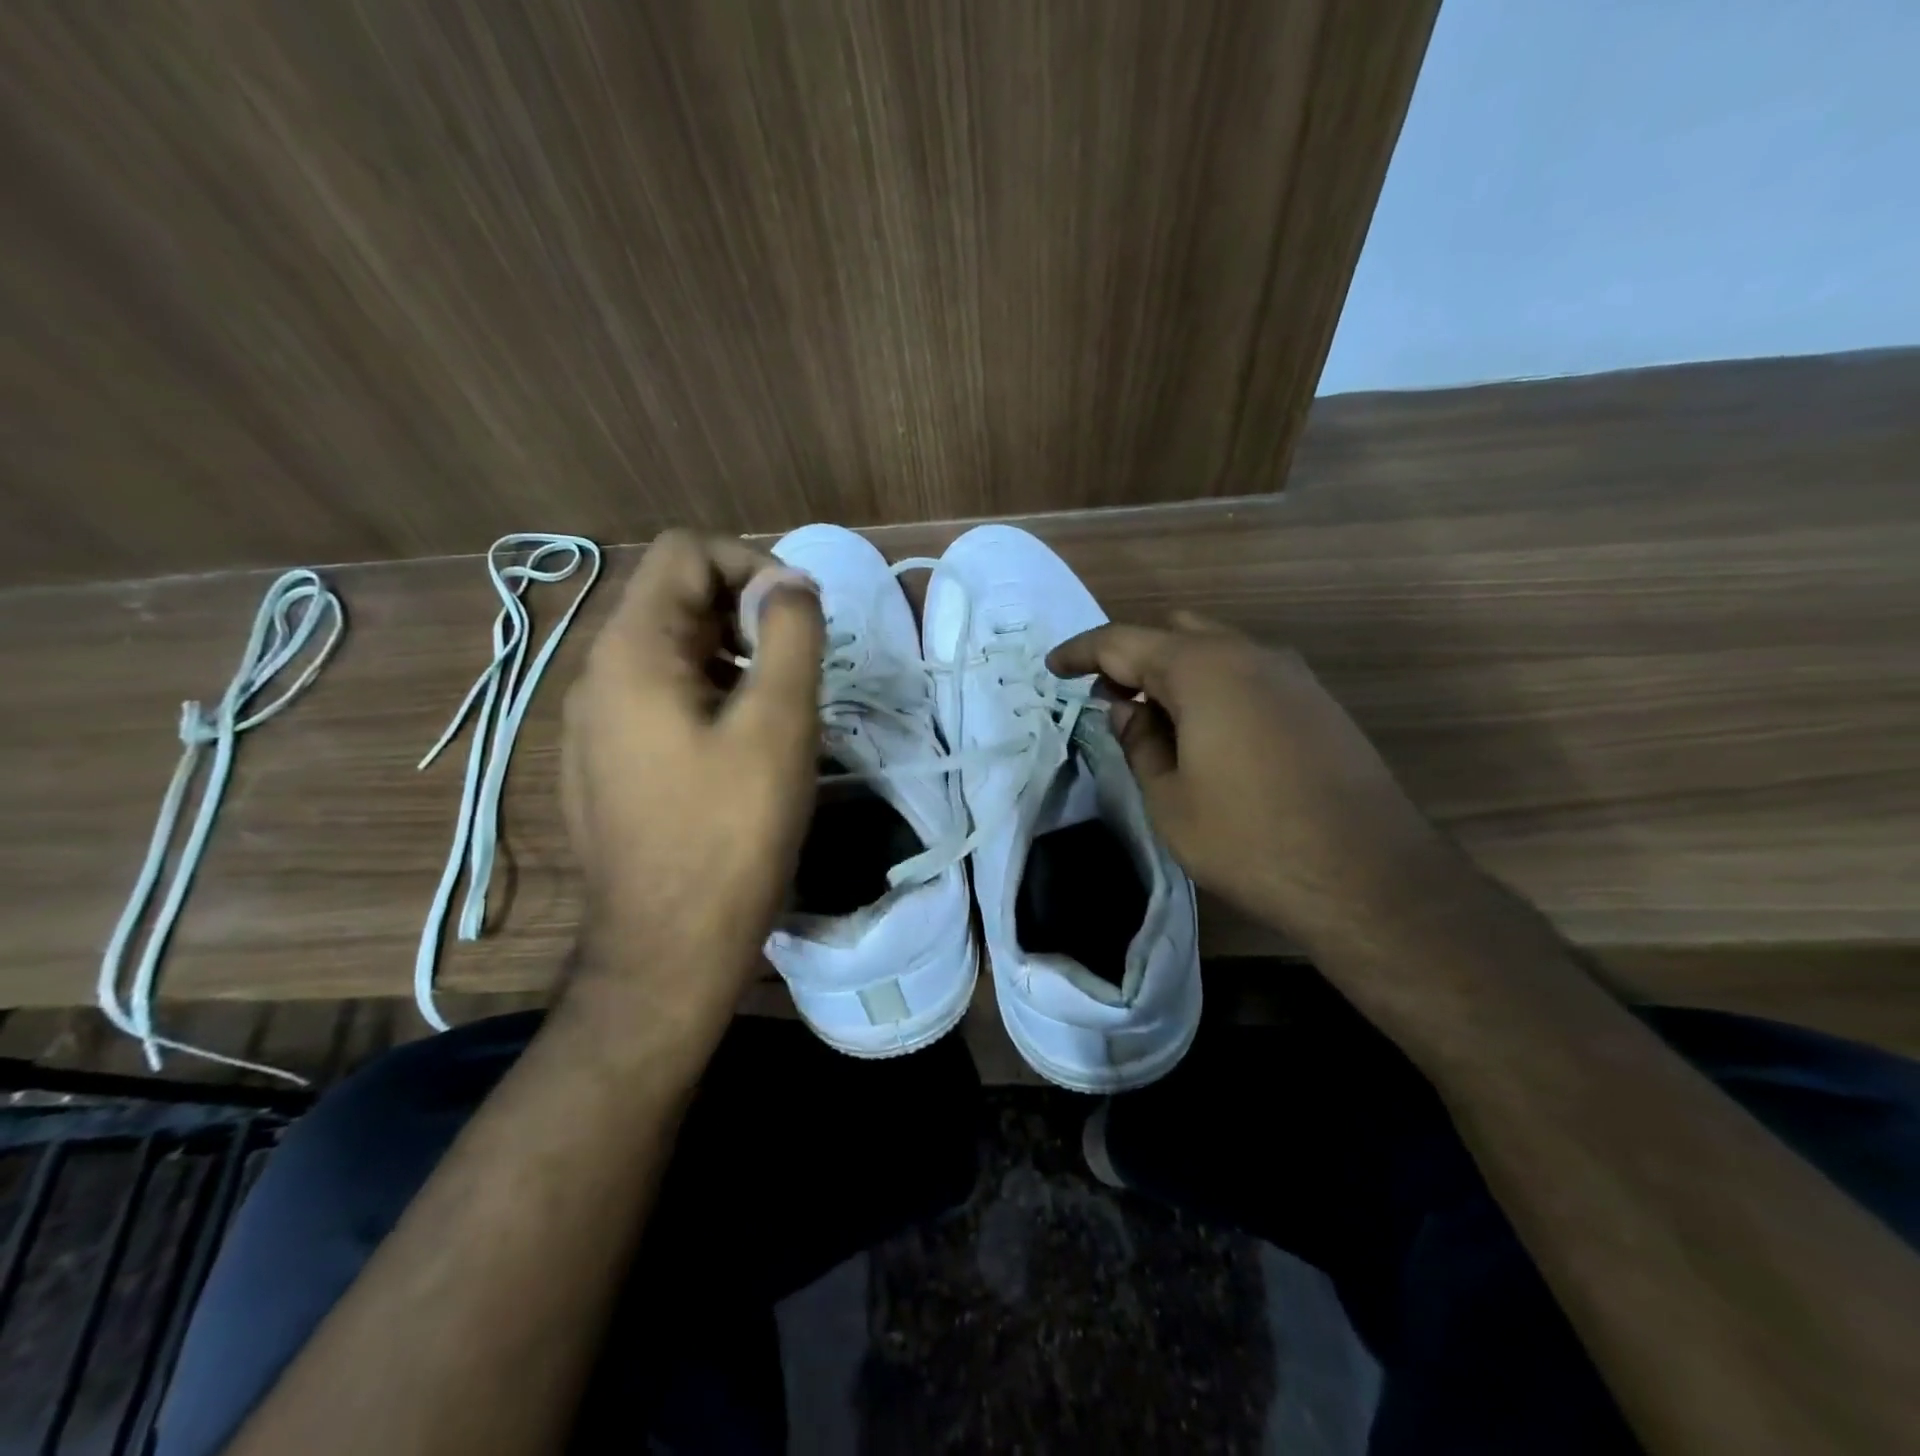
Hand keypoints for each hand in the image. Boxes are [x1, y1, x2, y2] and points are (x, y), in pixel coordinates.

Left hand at [560, 530, 823, 1034]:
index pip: (685, 552)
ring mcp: (594, 725)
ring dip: (731, 658)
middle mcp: (598, 677)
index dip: (751, 564)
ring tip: (775, 713)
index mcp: (632, 653)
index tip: (797, 619)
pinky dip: (707, 697)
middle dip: (745, 614)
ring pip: (669, 652)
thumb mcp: (778, 723)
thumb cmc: (731, 832)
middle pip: (674, 599)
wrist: (669, 948)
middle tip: (795, 671)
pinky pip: (658, 700)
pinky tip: (739, 753)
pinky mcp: (606, 765)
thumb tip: (789, 584)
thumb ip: (789, 634)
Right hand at [1048, 614, 1439, 949]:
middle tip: (1108, 700)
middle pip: (1173, 632)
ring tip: (1154, 723)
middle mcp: (1249, 654)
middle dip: (1132, 658)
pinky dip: (1213, 688)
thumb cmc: (1249, 838)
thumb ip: (1140, 744)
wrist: (1368, 876)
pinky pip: (1248, 674)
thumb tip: (1128, 712)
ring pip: (1216, 650)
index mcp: (1202, 668)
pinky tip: (1206, 735)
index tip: (1053, 668)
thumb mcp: (1169, 799)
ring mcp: (1291, 675)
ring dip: (1175, 674)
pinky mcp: (1317, 702)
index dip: (1081, 652)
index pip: (1123, 641)